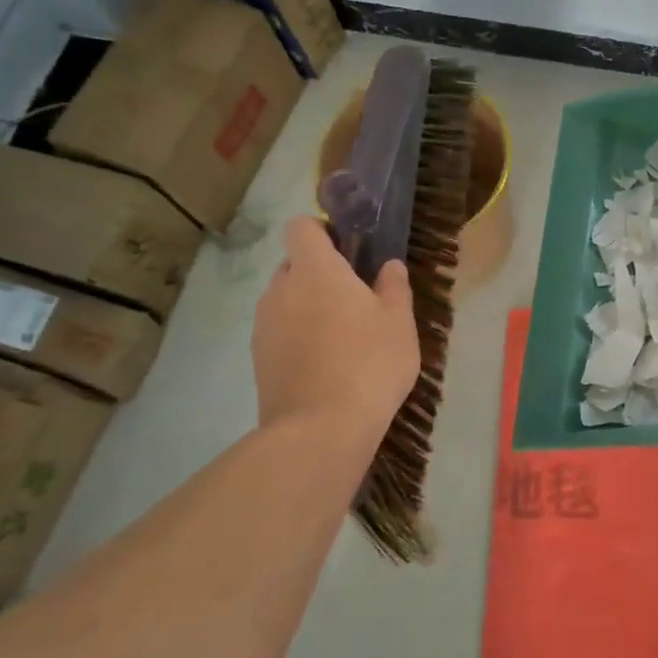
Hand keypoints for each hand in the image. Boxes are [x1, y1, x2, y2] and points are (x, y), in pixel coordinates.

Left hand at [253, 217, 420, 450]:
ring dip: (306, 307)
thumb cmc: (369, 363)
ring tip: (340, 337)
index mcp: (315, 270)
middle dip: (318, 273)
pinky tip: (324, 364)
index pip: (301, 227)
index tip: (348, 250)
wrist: (320, 430)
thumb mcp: (399, 323)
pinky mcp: (258, 359)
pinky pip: (278, 332)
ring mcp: (263, 326)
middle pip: (293, 264)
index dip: (322, 231)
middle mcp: (280, 289)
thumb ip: (394, 288)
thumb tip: (389, 266)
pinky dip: (297, 337)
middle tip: (354, 298)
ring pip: (285, 300)